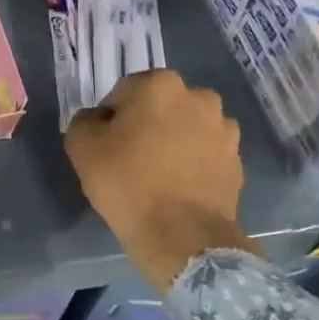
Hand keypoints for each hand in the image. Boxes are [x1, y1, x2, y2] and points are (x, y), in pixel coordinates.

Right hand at [65, 69, 255, 288]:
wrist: (180, 235)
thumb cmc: (126, 182)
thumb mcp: (81, 146)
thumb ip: (85, 120)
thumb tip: (99, 120)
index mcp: (160, 84)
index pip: (124, 91)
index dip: (111, 117)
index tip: (107, 144)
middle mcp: (199, 97)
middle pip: (160, 105)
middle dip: (147, 123)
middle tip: (131, 156)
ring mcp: (224, 129)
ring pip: (186, 127)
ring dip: (174, 140)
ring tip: (158, 174)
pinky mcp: (237, 160)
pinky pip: (205, 153)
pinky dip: (193, 162)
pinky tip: (178, 187)